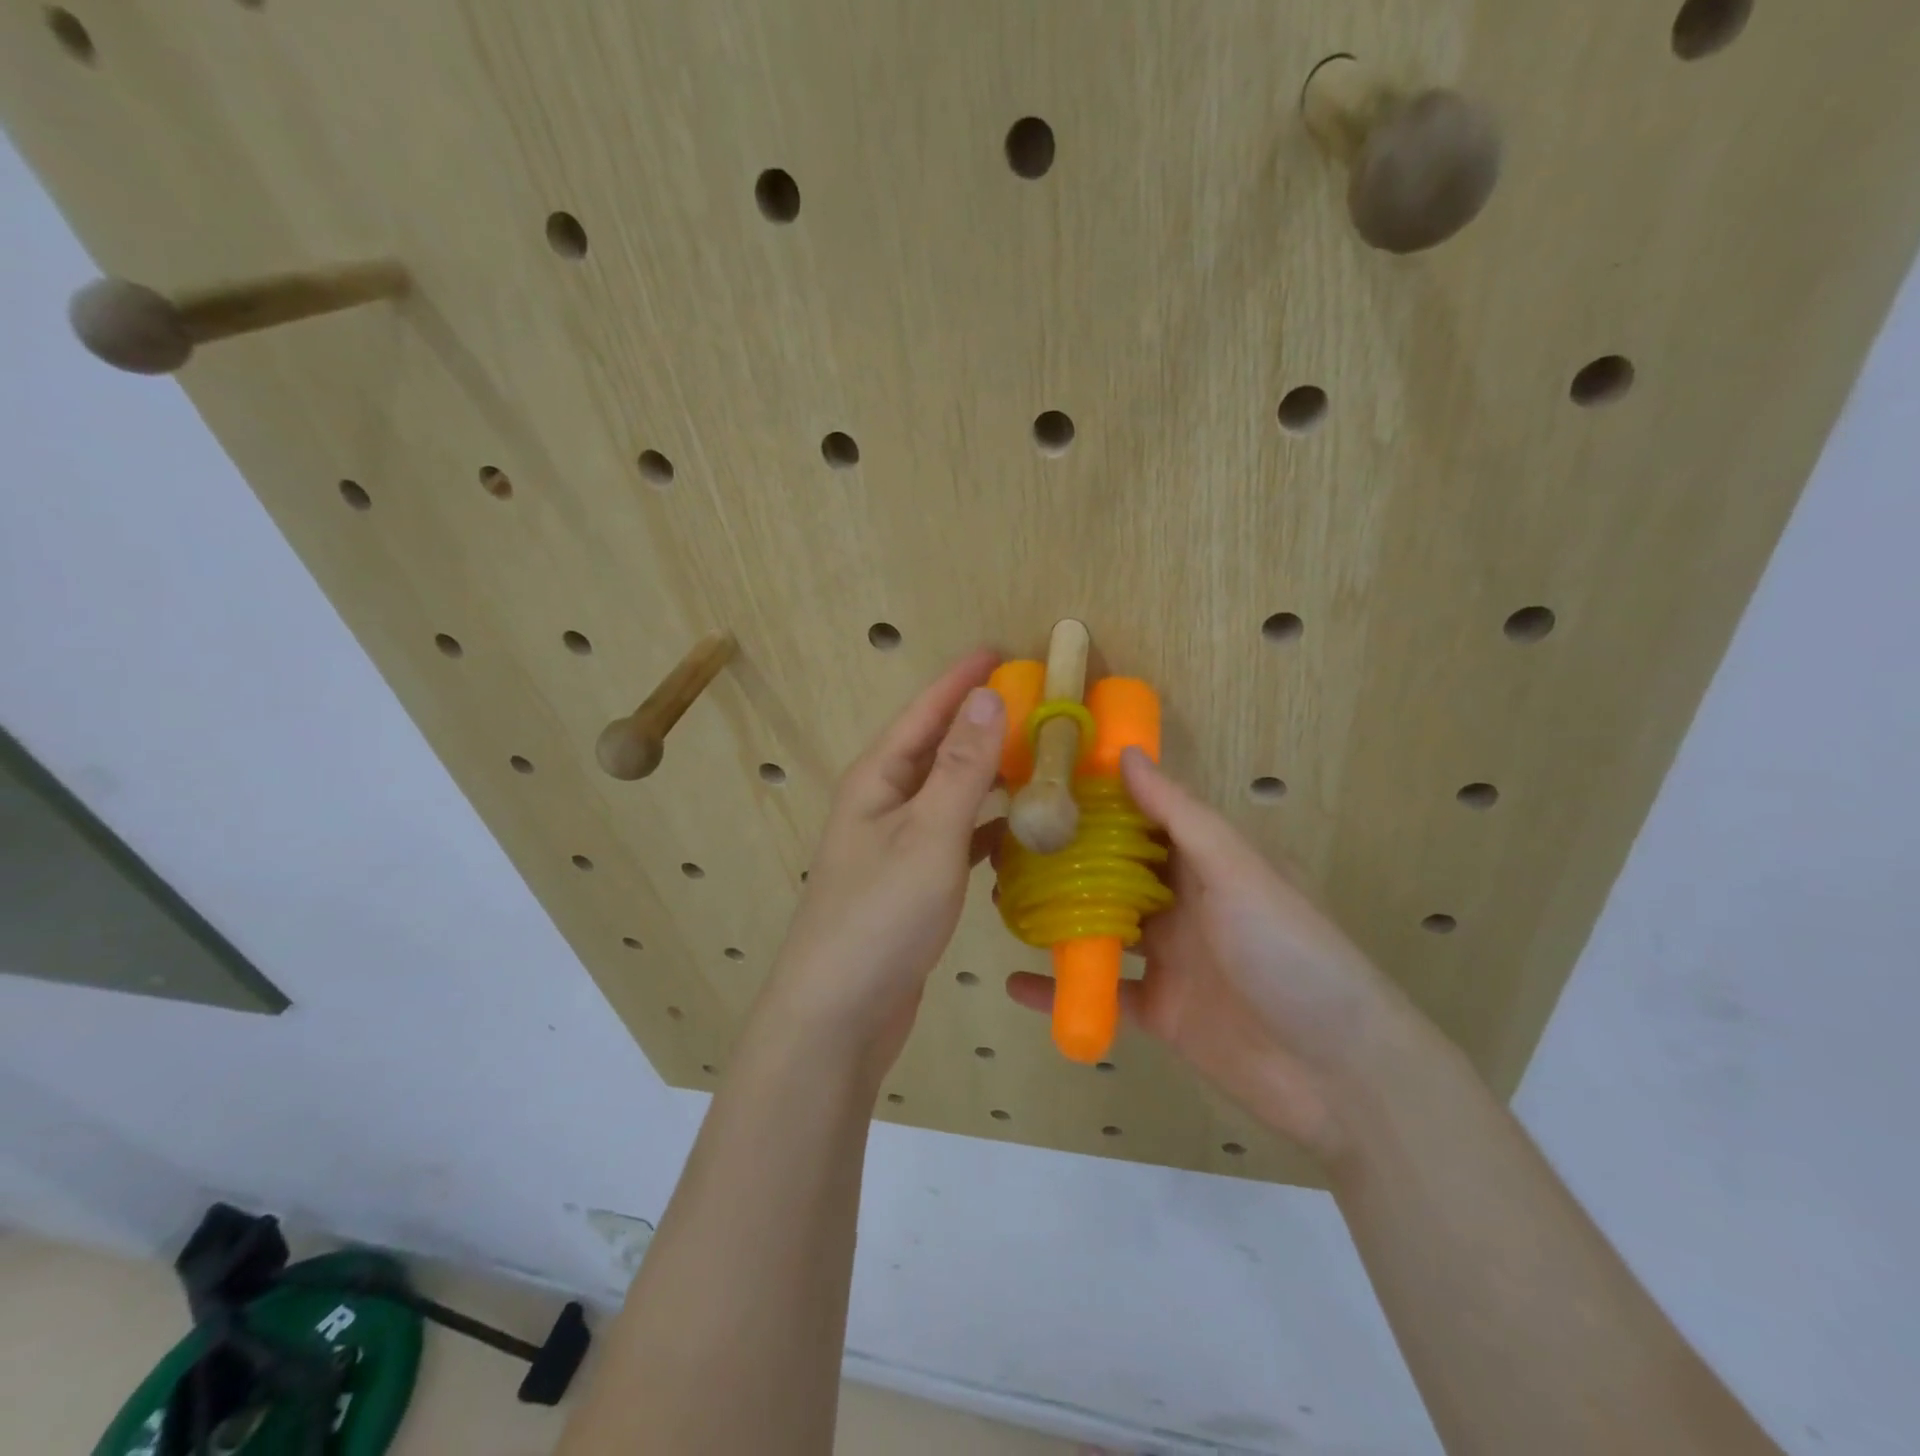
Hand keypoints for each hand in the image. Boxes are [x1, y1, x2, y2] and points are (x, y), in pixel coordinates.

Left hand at [758, 649, 1006, 1081]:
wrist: (839, 1013)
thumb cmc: (880, 914)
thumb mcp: (928, 833)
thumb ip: (960, 767)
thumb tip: (988, 698)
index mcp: (877, 779)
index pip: (925, 712)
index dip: (962, 680)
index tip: (1002, 651)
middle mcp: (883, 803)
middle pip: (937, 749)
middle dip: (982, 724)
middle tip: (1036, 705)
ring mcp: (896, 845)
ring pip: (950, 794)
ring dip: (989, 776)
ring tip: (1038, 759)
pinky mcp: (912, 882)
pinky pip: (956, 838)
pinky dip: (987, 828)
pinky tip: (1019, 831)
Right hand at [1007, 749, 1404, 1160]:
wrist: (1340, 1075)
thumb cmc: (1289, 952)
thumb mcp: (1237, 871)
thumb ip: (1180, 816)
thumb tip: (1127, 754)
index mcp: (1208, 862)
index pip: (1144, 818)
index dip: (1098, 799)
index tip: (1041, 781)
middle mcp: (1186, 903)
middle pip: (1115, 872)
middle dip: (1066, 859)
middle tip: (1004, 843)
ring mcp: (1171, 959)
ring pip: (1103, 929)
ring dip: (1058, 919)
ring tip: (999, 902)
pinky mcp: (1160, 1011)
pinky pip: (1102, 994)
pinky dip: (1062, 991)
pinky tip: (1015, 983)